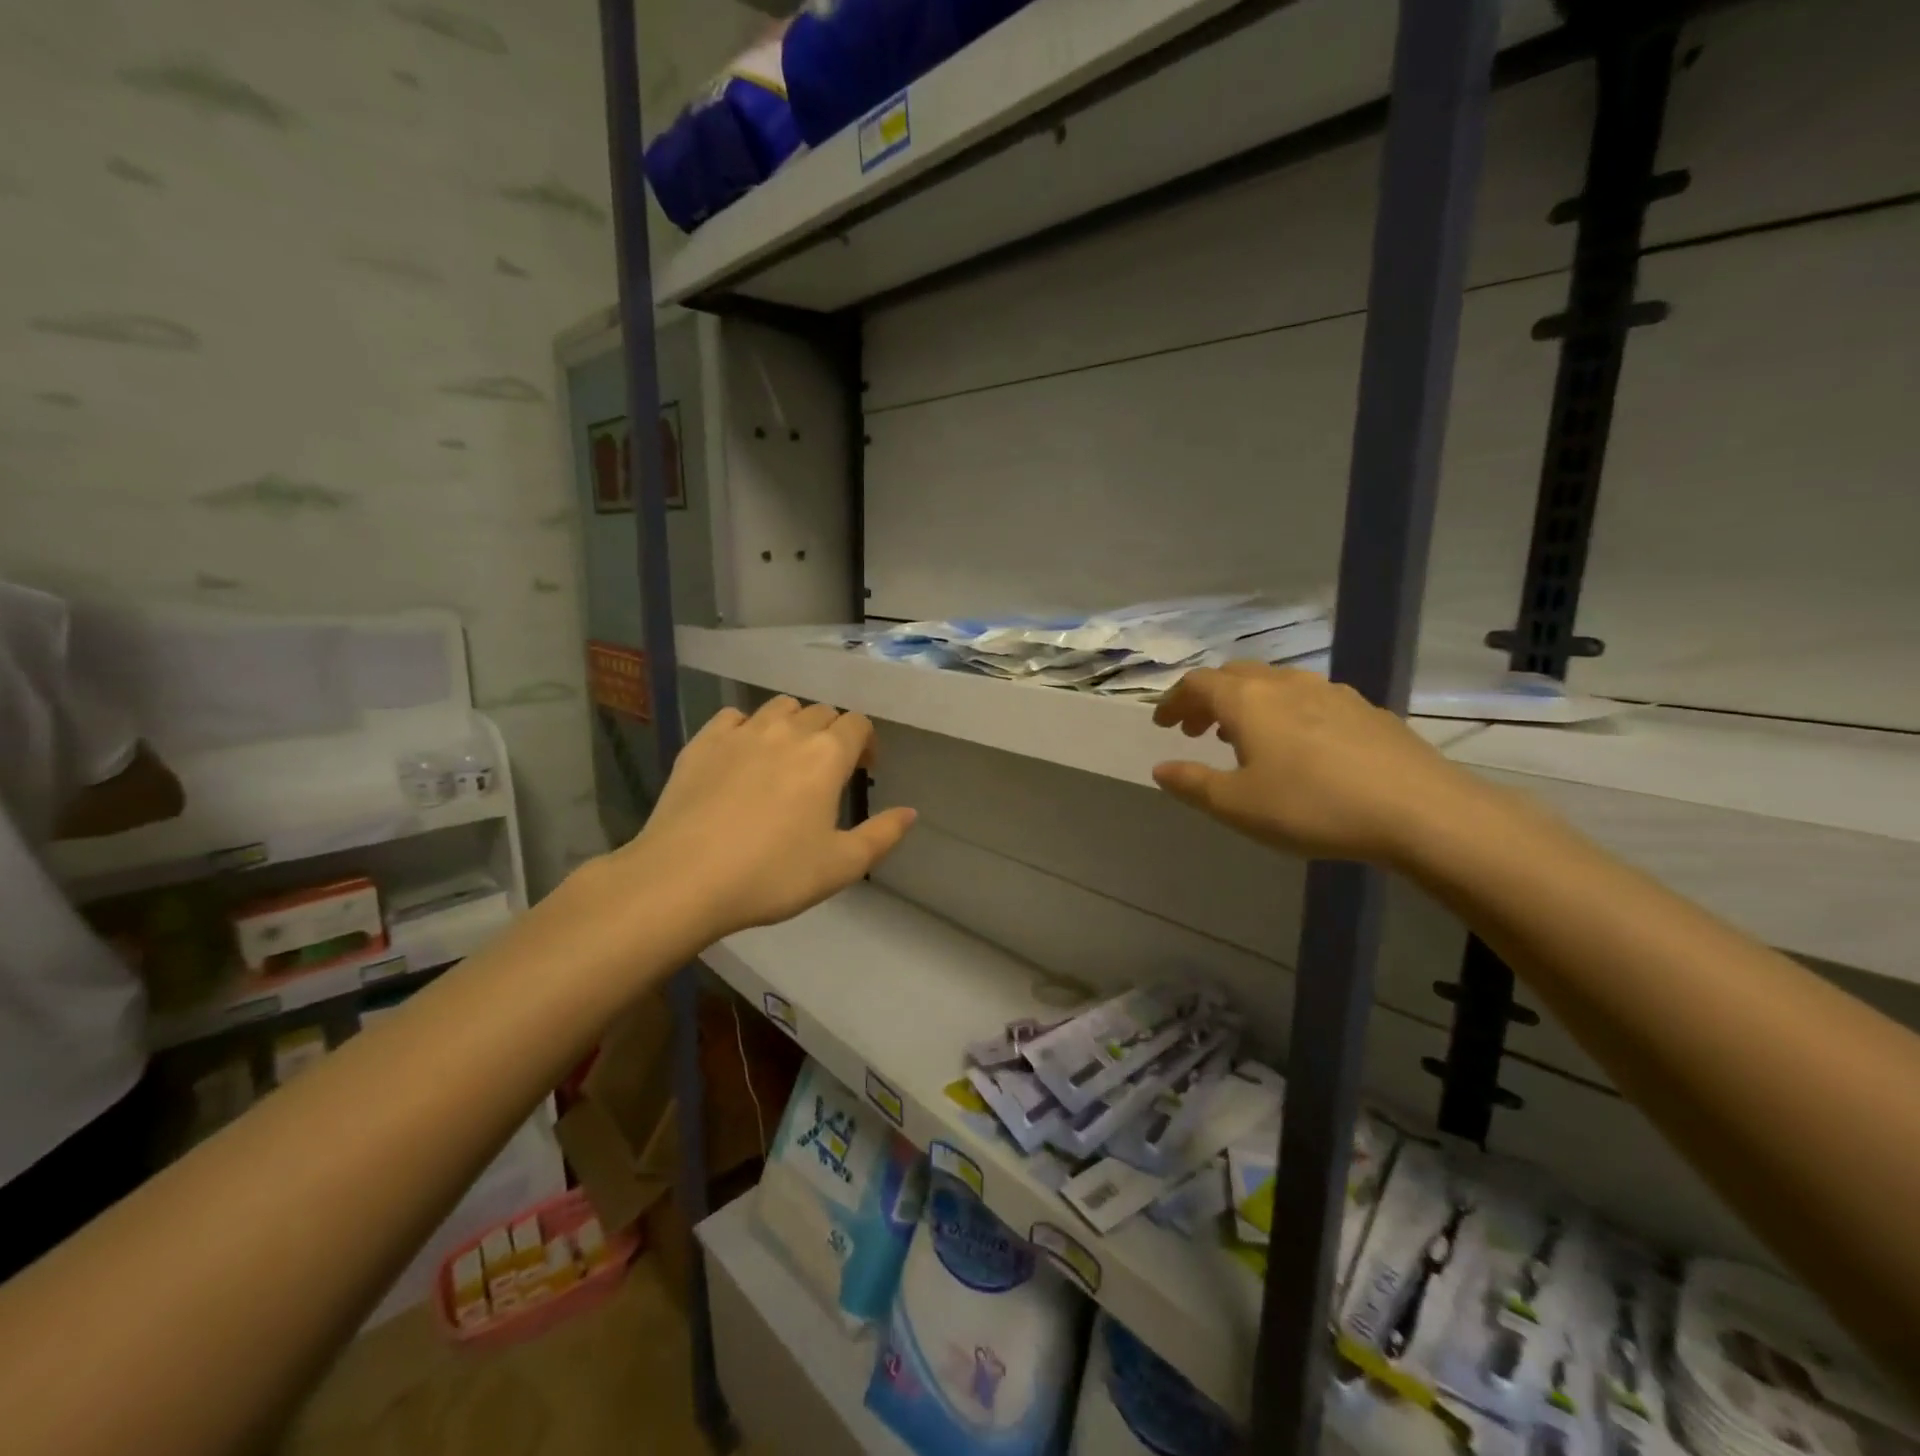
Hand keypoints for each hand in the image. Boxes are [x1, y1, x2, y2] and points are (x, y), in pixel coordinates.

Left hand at [617, 697, 915, 939]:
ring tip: (785, 758)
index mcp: (827, 756)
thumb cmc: (772, 875)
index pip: (858, 724)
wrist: (684, 879)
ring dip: (792, 724)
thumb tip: (910, 812)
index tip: (862, 771)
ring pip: (779, 707)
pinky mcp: (702, 742)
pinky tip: (741, 756)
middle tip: (825, 772)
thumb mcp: (841, 866)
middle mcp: (788, 731)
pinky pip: (733, 717)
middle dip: (831, 734)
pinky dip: (746, 728)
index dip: (867, 743)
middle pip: (820, 712)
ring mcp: (741, 732)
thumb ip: (882, 835)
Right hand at [1151, 663, 1493, 864]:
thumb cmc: (1311, 806)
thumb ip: (1193, 784)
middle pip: (1234, 676)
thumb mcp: (1237, 805)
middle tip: (1195, 730)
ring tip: (1242, 738)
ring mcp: (1330, 692)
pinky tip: (1299, 747)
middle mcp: (1285, 684)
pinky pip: (1309, 699)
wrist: (1418, 810)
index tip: (1162, 724)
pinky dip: (1284, 713)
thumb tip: (1161, 769)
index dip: (1173, 700)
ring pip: (1273, 684)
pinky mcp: (1365, 709)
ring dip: (1246, 704)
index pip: (1197, 684)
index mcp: (1247, 700)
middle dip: (1207, 699)